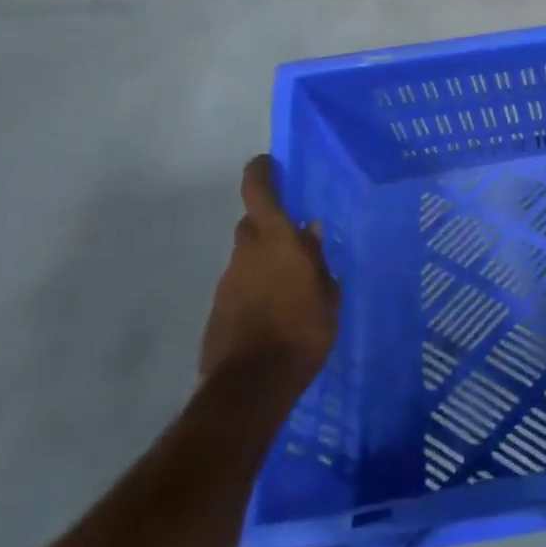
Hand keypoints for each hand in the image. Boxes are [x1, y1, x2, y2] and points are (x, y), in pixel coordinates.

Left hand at [200, 155, 339, 381]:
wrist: (253, 384)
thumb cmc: (302, 329)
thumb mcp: (327, 292)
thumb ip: (317, 259)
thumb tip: (311, 231)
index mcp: (276, 240)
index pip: (258, 192)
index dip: (260, 173)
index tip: (267, 162)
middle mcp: (247, 253)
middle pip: (252, 225)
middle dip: (269, 225)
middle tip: (295, 239)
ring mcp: (228, 282)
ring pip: (247, 258)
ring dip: (264, 262)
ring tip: (291, 285)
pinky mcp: (218, 311)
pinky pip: (240, 287)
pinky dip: (255, 290)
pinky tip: (275, 312)